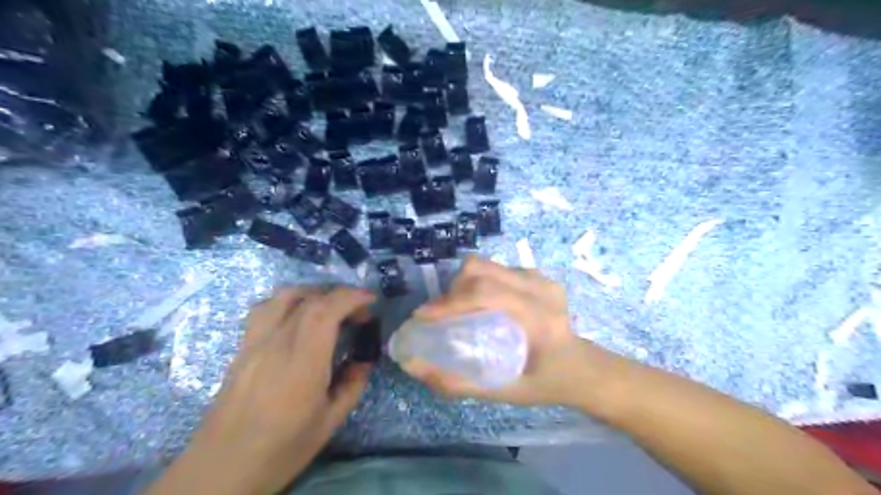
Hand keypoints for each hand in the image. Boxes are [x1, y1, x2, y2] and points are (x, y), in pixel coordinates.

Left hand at [149, 286, 372, 494]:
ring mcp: (254, 342)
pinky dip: (288, 302)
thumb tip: (364, 360)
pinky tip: (296, 318)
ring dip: (313, 292)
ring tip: (329, 308)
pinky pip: (264, 309)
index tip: (371, 300)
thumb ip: (352, 385)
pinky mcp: (242, 348)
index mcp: (302, 362)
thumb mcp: (329, 422)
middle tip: (358, 311)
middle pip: (308, 299)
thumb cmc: (281, 449)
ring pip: (282, 296)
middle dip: (340, 295)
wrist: (221, 469)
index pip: (326, 310)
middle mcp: (276, 343)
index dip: (352, 297)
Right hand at [402, 256, 614, 407]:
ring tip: (456, 308)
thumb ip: (460, 384)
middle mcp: (541, 289)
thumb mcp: (506, 393)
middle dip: (451, 291)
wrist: (585, 367)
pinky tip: (478, 303)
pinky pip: (496, 268)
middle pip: (482, 271)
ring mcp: (541, 278)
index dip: (449, 302)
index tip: (422, 316)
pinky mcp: (537, 275)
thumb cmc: (548, 383)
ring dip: (463, 284)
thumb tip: (415, 367)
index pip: (487, 294)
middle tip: (438, 315)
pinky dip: (478, 282)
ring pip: (487, 265)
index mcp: (540, 319)